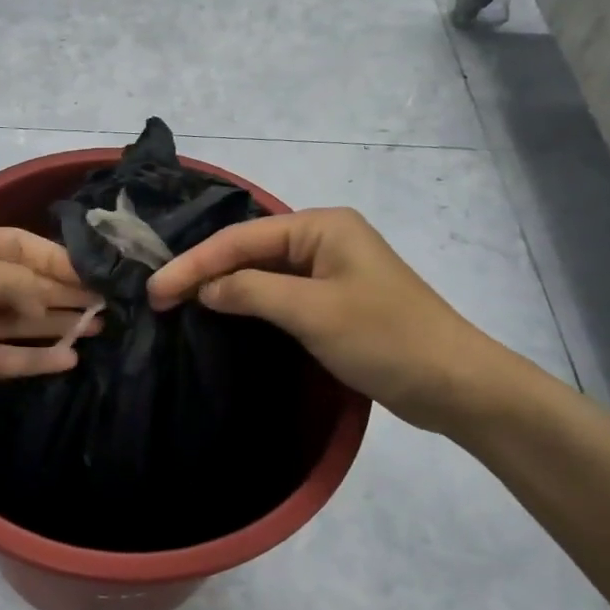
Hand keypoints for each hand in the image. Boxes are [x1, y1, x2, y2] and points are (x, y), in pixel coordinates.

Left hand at [0, 227, 100, 437]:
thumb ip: (18, 282)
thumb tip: (46, 301)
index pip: (19, 245)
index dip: (58, 259)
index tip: (98, 273)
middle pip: (21, 283)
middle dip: (62, 291)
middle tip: (107, 302)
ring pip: (15, 321)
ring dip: (54, 323)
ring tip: (98, 327)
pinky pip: (2, 357)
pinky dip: (33, 358)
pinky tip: (69, 358)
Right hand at [147, 208, 517, 433]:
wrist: (453, 383)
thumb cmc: (384, 338)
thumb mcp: (312, 312)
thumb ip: (251, 291)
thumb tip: (204, 288)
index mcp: (321, 226)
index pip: (241, 238)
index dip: (194, 263)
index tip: (155, 290)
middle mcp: (323, 238)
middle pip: (248, 249)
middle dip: (203, 271)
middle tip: (158, 298)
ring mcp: (329, 270)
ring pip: (261, 271)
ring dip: (223, 286)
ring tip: (179, 304)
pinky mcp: (333, 300)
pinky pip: (279, 292)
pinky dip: (247, 301)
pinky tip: (222, 312)